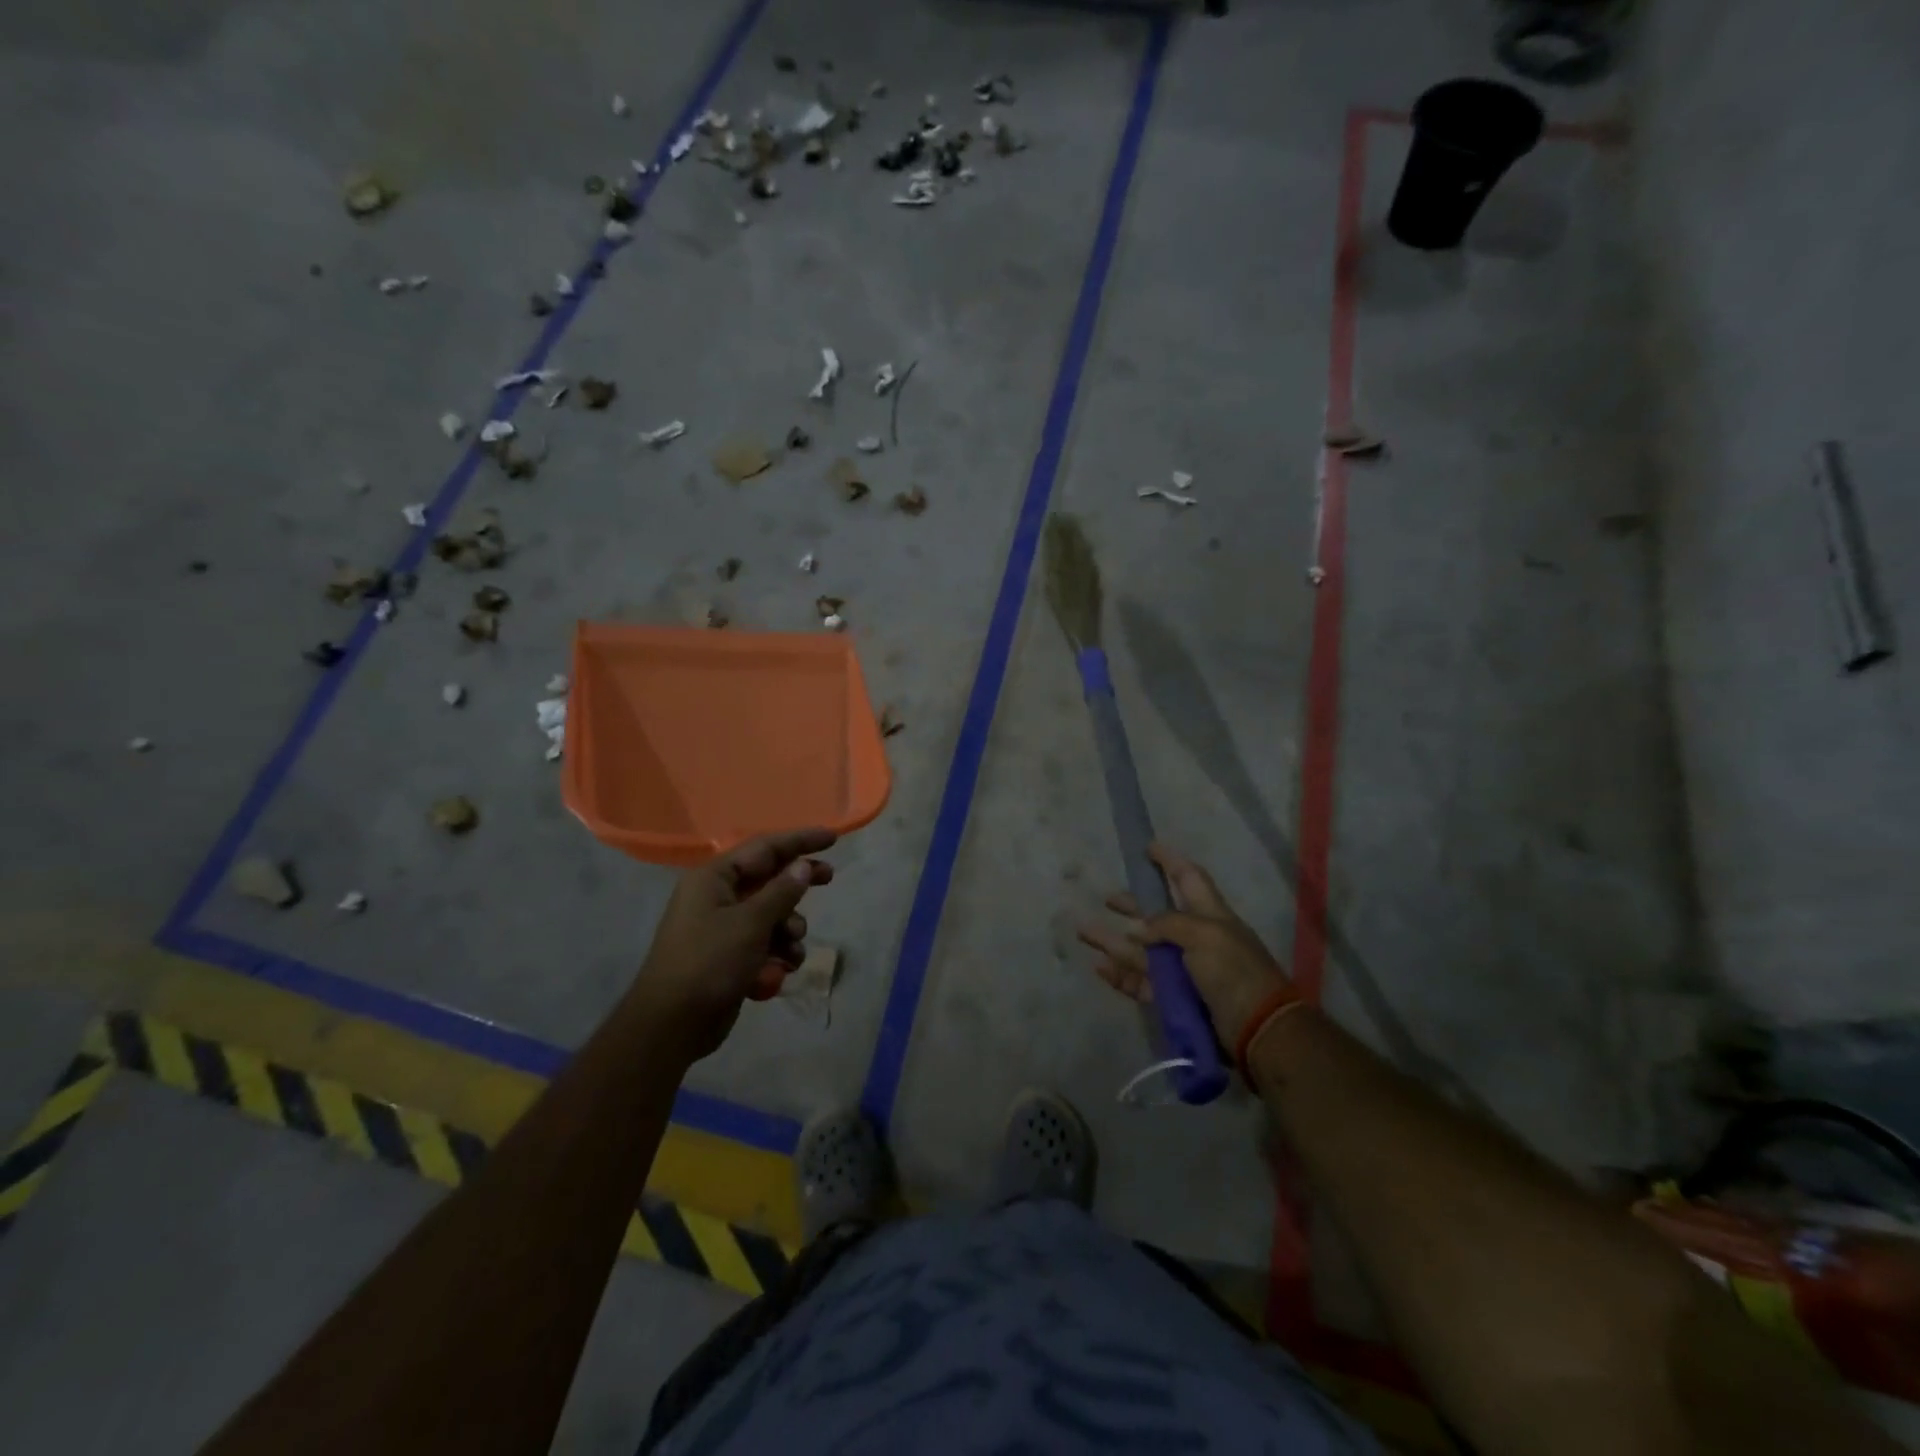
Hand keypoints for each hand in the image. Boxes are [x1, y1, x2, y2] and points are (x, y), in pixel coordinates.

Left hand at [632, 828, 835, 1059]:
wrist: (672, 1024)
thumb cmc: (710, 962)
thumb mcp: (751, 923)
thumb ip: (782, 892)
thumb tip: (803, 866)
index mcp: (714, 878)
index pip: (764, 848)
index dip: (800, 841)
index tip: (832, 838)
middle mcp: (717, 896)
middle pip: (769, 878)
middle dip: (798, 884)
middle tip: (829, 877)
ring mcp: (722, 927)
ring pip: (771, 914)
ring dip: (789, 928)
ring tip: (793, 948)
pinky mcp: (729, 956)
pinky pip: (763, 942)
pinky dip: (777, 953)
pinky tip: (781, 971)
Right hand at [1077, 843, 1293, 1047]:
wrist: (1258, 1030)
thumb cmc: (1234, 971)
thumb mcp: (1204, 936)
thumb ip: (1167, 924)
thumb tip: (1137, 928)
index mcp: (1210, 915)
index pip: (1188, 878)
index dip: (1169, 861)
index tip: (1147, 848)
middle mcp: (1195, 939)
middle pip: (1159, 916)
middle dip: (1134, 905)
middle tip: (1107, 899)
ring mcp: (1184, 971)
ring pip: (1142, 951)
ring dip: (1113, 941)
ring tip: (1084, 932)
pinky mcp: (1175, 1000)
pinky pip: (1141, 982)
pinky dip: (1120, 975)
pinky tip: (1099, 967)